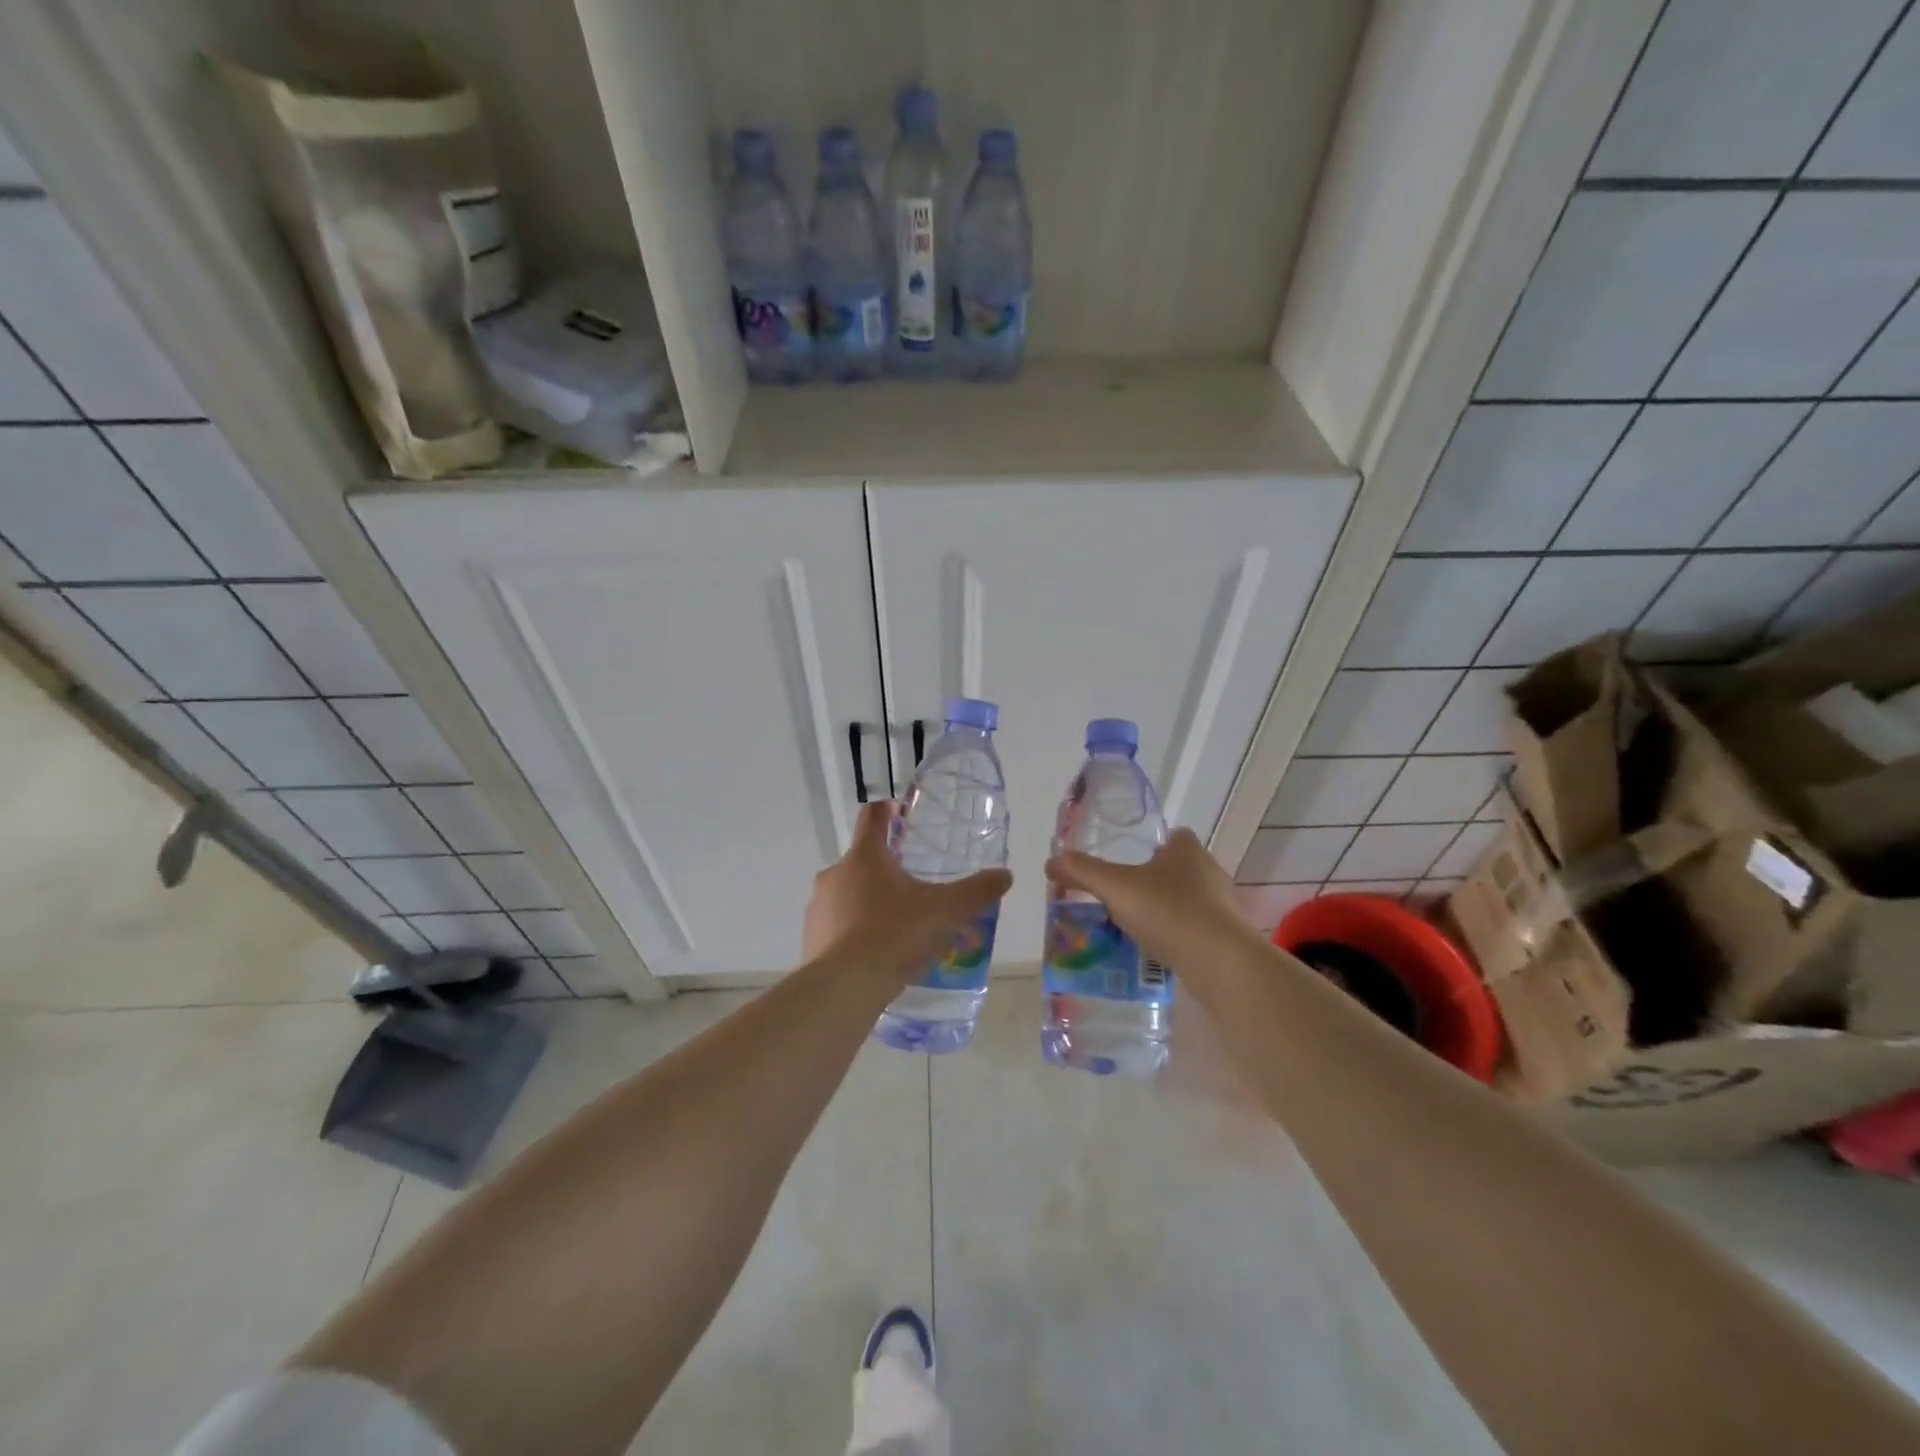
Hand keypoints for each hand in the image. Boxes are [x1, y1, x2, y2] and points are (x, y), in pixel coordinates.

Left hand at [804, 801, 1013, 981]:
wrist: (845, 987)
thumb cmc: (895, 934)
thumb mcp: (945, 912)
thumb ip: (976, 892)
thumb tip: (1005, 875)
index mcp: (865, 856)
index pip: (872, 815)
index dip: (888, 810)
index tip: (902, 815)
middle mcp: (835, 873)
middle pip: (861, 858)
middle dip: (885, 868)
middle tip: (913, 887)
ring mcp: (818, 905)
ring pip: (847, 893)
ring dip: (868, 901)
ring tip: (896, 926)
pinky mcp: (810, 937)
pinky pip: (836, 925)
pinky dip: (853, 931)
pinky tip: (874, 953)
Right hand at [1045, 829, 1260, 971]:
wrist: (1222, 963)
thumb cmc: (1169, 912)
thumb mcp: (1116, 888)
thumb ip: (1082, 872)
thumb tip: (1050, 862)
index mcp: (1187, 850)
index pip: (1174, 836)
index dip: (1154, 846)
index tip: (1131, 862)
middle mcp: (1210, 871)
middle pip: (1180, 868)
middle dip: (1156, 880)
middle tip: (1126, 897)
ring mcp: (1224, 906)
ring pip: (1190, 900)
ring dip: (1168, 910)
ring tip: (1138, 927)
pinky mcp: (1230, 938)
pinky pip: (1199, 930)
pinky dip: (1181, 936)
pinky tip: (1161, 951)